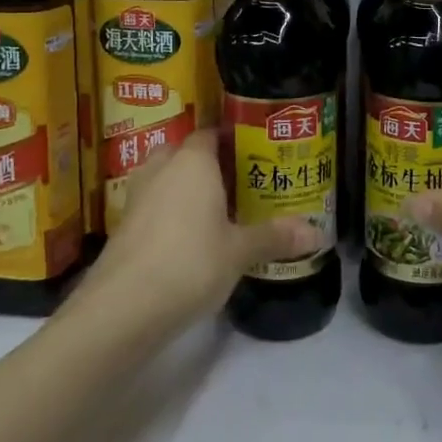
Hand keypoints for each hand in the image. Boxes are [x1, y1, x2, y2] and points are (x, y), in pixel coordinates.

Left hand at [85, 130, 318, 317]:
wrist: (123, 307)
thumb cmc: (190, 263)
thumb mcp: (240, 251)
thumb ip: (275, 236)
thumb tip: (318, 233)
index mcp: (192, 161)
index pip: (213, 133)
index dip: (234, 140)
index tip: (258, 153)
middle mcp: (162, 168)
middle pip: (188, 153)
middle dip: (212, 165)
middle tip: (243, 182)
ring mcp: (138, 196)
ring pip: (168, 179)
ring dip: (189, 189)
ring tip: (221, 209)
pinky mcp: (124, 225)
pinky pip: (156, 205)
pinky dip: (172, 213)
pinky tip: (192, 237)